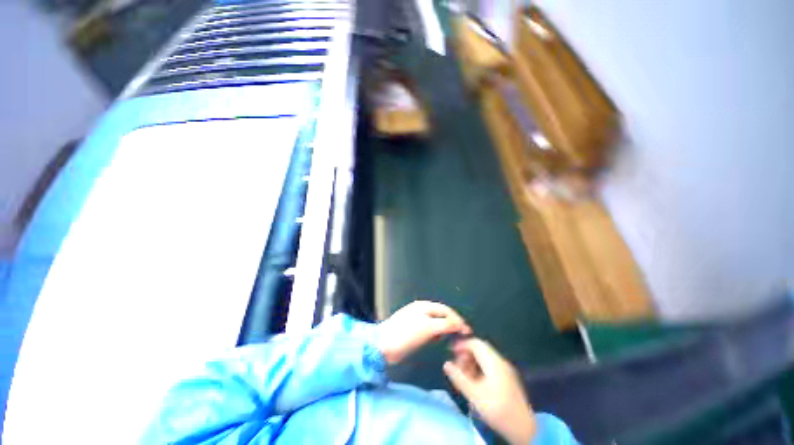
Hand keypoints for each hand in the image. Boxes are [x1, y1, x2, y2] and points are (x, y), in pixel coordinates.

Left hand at [376, 301, 470, 363]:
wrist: (383, 345)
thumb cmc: (406, 334)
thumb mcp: (428, 328)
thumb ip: (445, 324)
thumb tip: (460, 323)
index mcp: (424, 306)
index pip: (446, 310)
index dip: (457, 319)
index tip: (467, 331)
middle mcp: (421, 310)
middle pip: (441, 314)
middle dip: (451, 324)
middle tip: (460, 336)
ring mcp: (416, 319)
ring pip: (435, 322)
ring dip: (443, 329)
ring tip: (450, 338)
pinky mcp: (412, 329)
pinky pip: (428, 329)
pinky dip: (435, 333)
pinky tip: (436, 340)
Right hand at [443, 338, 536, 444]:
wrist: (524, 429)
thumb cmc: (497, 410)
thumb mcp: (474, 395)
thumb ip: (459, 378)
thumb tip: (446, 364)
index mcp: (494, 362)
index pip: (475, 343)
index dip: (462, 344)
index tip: (451, 352)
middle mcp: (500, 361)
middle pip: (480, 348)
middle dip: (466, 354)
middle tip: (457, 366)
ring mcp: (506, 369)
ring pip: (485, 357)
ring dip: (473, 361)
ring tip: (464, 375)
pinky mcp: (508, 378)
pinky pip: (491, 365)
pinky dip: (480, 367)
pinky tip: (475, 380)